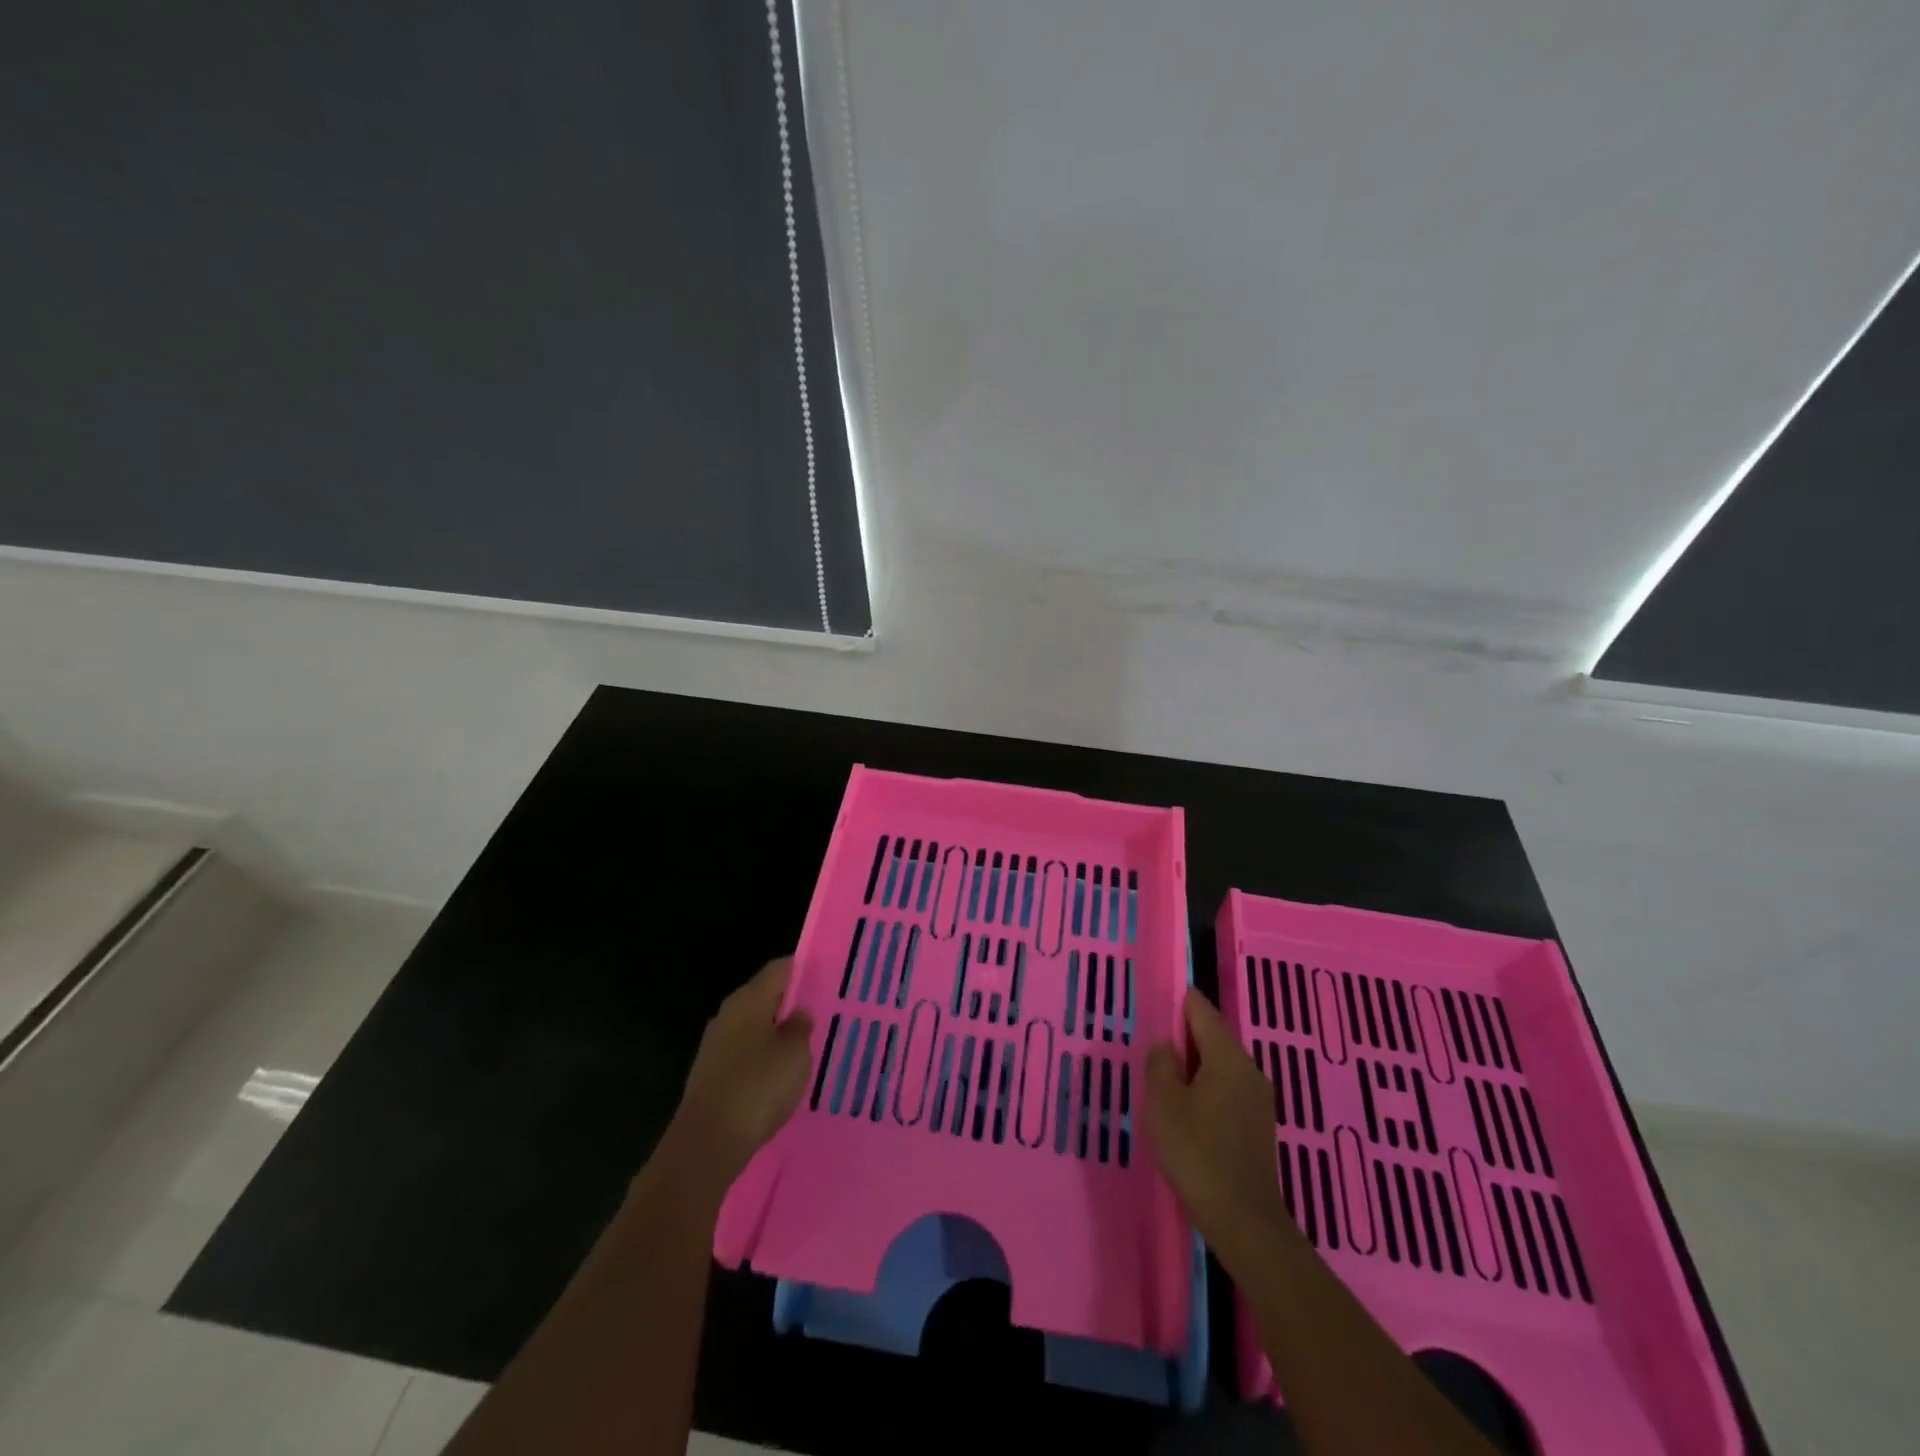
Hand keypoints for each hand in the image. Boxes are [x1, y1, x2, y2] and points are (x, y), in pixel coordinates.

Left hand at [665, 956, 813, 1191]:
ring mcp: (716, 1045)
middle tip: (823, 1011)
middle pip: (764, 997)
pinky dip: (763, 1058)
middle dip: (791, 1003)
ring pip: (754, 1027)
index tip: (828, 975)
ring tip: (808, 1044)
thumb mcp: (794, 1054)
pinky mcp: (711, 1074)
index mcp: (748, 999)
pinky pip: (745, 1054)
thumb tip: (798, 1012)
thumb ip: (800, 1027)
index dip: (804, 969)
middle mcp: (728, 1014)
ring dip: (777, 1033)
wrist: (707, 1143)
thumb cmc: (758, 1087)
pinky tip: (781, 1074)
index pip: (779, 969)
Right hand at [1145, 988, 1288, 1267]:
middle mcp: (1249, 1069)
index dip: (1178, 1000)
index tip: (1155, 1001)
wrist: (1243, 1220)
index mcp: (1228, 1057)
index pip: (1201, 1010)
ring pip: (1220, 1065)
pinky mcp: (1258, 1124)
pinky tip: (1187, 1110)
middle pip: (1213, 1036)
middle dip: (1183, 1037)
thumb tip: (1167, 1047)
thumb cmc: (1198, 1153)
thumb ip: (1161, 1064)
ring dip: (1194, 1066)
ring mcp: (1258, 1099)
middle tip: (1152, 1047)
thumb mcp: (1164, 1103)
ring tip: (1164, 1080)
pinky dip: (1205, 1088)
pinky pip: (1227, 1089)